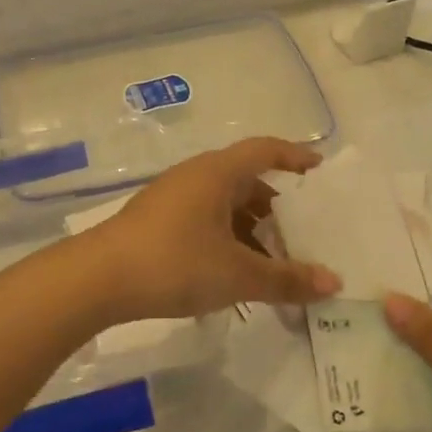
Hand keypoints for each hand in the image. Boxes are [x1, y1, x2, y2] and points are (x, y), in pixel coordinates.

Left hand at [81, 138, 341, 321]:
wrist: (97, 278)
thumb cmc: (174, 263)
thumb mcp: (237, 274)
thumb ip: (286, 279)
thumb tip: (334, 282)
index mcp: (217, 173)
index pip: (265, 150)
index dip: (295, 156)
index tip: (319, 171)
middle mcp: (196, 176)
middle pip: (246, 180)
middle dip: (276, 206)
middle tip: (302, 234)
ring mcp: (173, 198)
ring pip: (224, 204)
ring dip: (250, 228)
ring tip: (271, 261)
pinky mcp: (157, 221)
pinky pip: (204, 220)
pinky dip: (226, 238)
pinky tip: (233, 272)